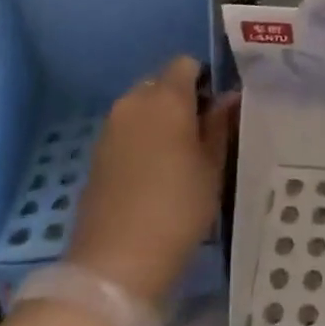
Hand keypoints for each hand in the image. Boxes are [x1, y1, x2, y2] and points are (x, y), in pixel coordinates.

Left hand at [68, 56, 238, 306]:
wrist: (117, 260)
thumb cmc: (178, 207)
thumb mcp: (212, 167)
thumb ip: (219, 125)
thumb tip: (229, 97)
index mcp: (166, 97)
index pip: (186, 64)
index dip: (205, 80)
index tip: (219, 109)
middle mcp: (133, 102)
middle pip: (160, 84)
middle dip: (181, 100)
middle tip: (203, 135)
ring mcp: (109, 128)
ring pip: (141, 108)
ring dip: (160, 121)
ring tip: (181, 157)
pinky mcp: (95, 154)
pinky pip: (125, 132)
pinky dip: (141, 140)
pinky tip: (155, 174)